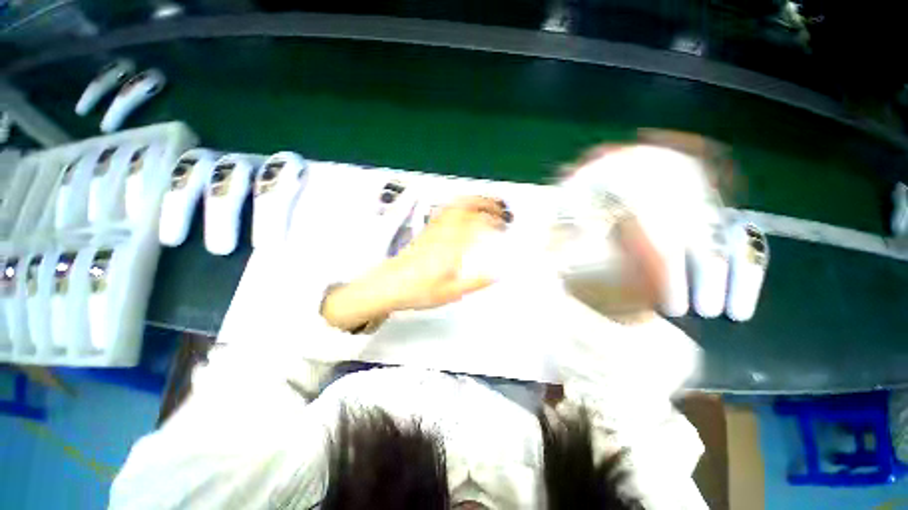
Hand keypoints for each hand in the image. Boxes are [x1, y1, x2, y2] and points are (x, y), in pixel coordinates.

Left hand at [382, 196, 506, 309]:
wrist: (388, 286)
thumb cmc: (417, 290)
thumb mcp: (452, 292)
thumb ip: (476, 282)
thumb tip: (496, 276)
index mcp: (452, 246)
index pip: (477, 222)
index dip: (493, 219)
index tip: (503, 224)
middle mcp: (443, 232)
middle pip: (466, 205)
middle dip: (485, 202)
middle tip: (498, 207)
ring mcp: (433, 229)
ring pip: (454, 205)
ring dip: (472, 200)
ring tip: (484, 203)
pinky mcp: (425, 230)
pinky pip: (444, 210)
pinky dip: (458, 205)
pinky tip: (461, 210)